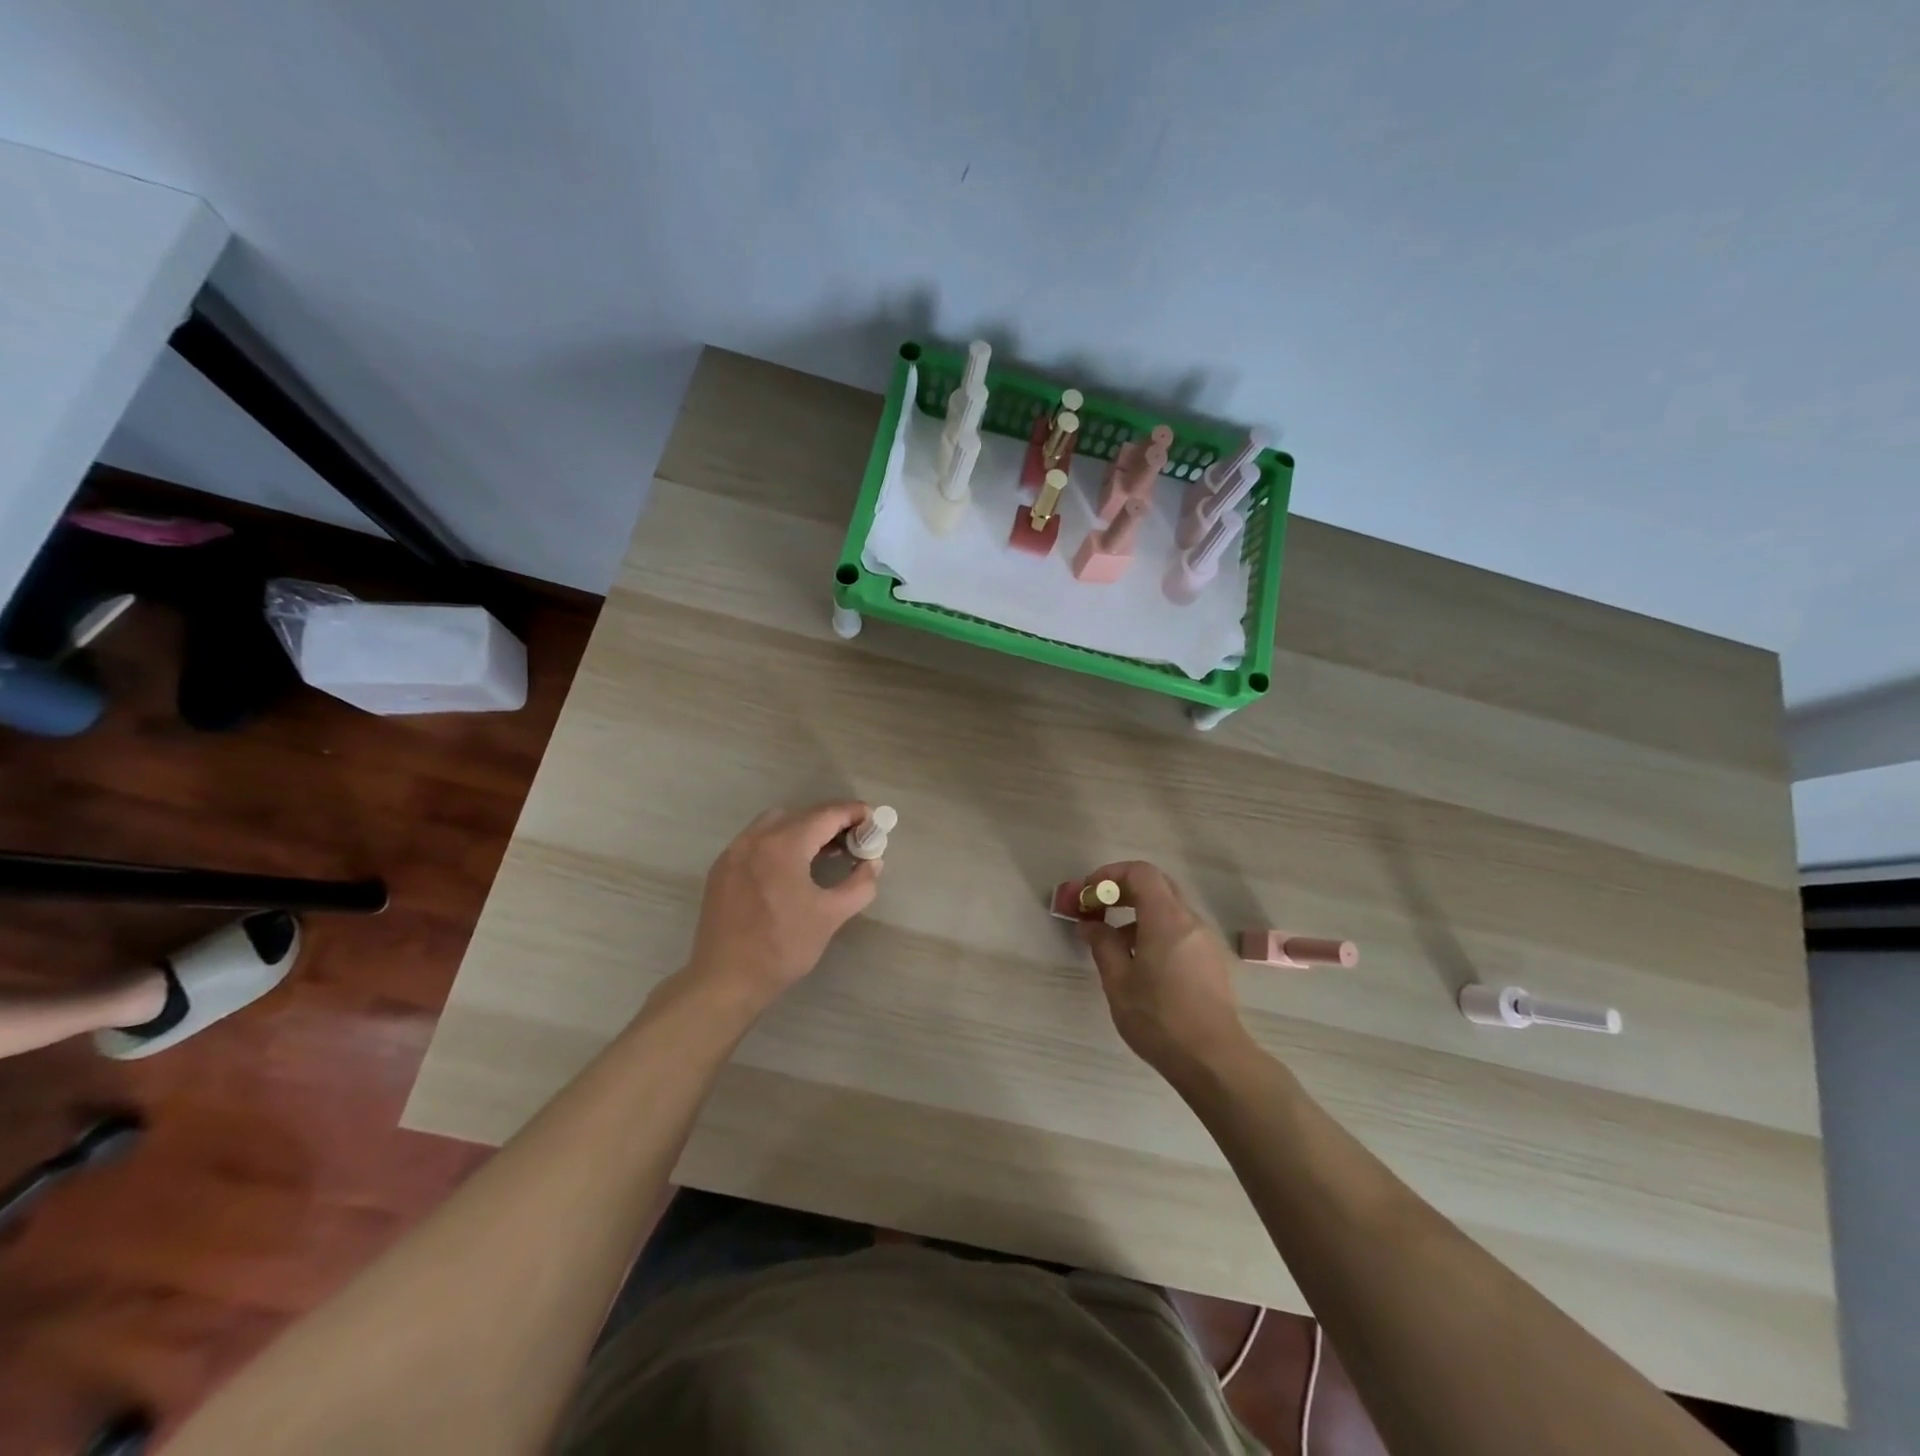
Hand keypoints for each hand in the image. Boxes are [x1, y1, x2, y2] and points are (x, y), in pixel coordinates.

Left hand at [683, 802, 881, 1012]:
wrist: (725, 980)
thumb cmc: (782, 947)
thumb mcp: (830, 916)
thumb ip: (859, 885)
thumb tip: (873, 863)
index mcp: (784, 845)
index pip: (826, 815)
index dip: (854, 813)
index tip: (874, 821)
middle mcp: (755, 838)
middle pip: (801, 814)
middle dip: (831, 821)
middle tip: (853, 840)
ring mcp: (734, 852)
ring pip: (775, 823)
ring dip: (803, 829)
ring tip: (824, 852)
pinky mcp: (722, 868)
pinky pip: (756, 840)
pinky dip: (779, 841)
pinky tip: (791, 868)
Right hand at [1077, 861, 1249, 1080]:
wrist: (1213, 1060)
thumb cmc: (1159, 1018)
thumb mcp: (1118, 981)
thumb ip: (1102, 944)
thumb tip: (1090, 925)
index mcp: (1166, 919)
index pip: (1140, 873)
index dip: (1110, 875)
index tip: (1089, 895)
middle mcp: (1190, 921)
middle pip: (1156, 885)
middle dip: (1122, 890)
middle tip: (1097, 909)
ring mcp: (1205, 940)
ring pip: (1168, 908)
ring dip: (1137, 912)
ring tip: (1111, 941)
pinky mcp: (1211, 960)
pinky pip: (1179, 929)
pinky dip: (1154, 929)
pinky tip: (1139, 961)